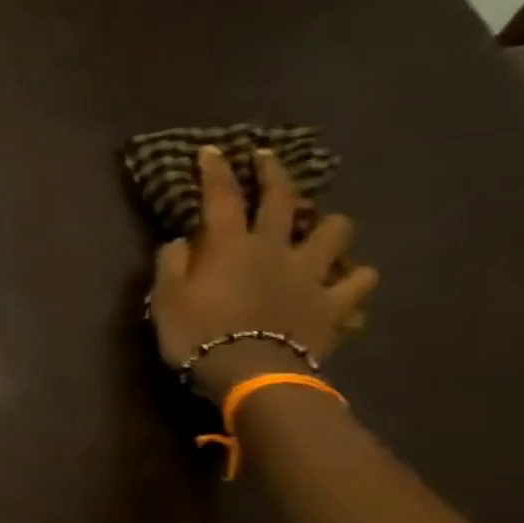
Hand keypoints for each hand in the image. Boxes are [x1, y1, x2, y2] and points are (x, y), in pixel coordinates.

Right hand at [150, 145, 379, 403]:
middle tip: (266, 158)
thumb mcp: (165, 300)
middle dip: (273, 174)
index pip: (221, 197)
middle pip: (281, 200)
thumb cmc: (198, 334)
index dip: (215, 171)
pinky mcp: (334, 303)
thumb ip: (171, 265)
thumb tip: (180, 241)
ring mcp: (311, 273)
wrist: (251, 372)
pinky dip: (354, 277)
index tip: (212, 149)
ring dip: (327, 225)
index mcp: (230, 245)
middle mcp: (275, 248)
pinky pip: (358, 282)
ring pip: (334, 232)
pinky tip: (348, 279)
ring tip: (320, 227)